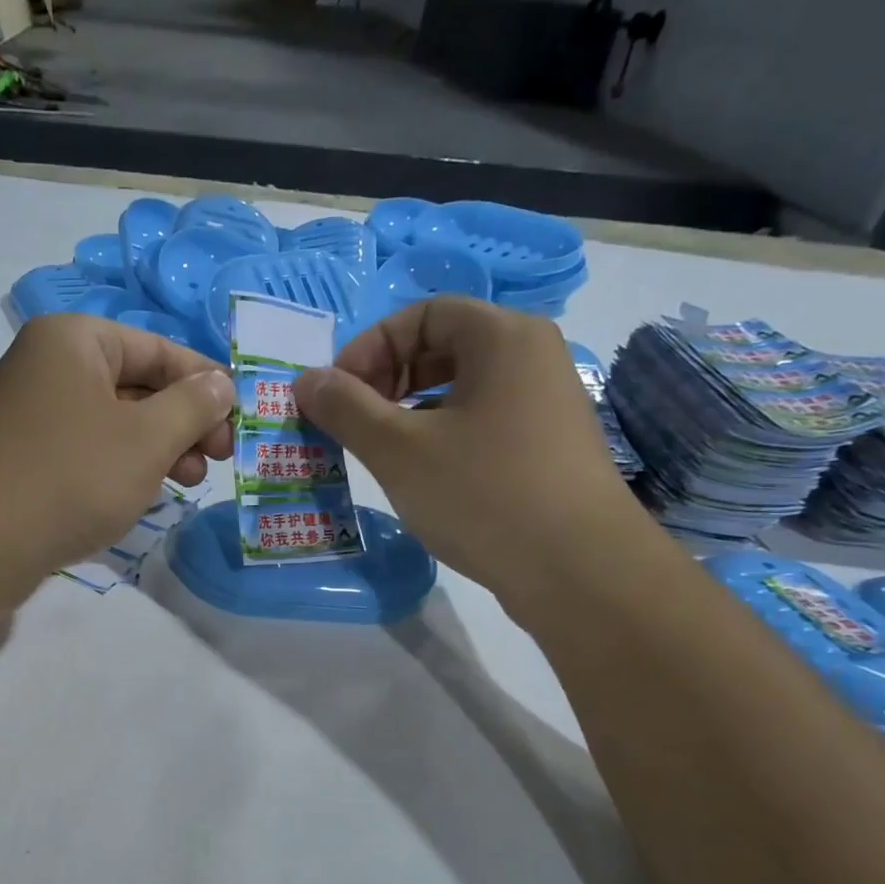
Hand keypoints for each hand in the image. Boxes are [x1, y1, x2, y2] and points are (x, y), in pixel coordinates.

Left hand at [0, 314, 234, 600]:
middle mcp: (49, 368)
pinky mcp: (24, 460)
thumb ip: (192, 407)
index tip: (240, 420)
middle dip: (183, 422)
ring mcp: (32, 416)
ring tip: (188, 482)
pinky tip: (142, 494)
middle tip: (218, 460)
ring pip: (113, 423)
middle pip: (136, 385)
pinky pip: (87, 452)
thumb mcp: (146, 439)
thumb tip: (221, 383)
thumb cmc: (69, 476)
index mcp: (75, 341)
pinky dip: (121, 468)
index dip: (206, 382)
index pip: (159, 349)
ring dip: (158, 449)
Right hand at [292, 297, 645, 611]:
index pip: (422, 314)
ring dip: (411, 410)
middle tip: (354, 422)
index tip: (338, 394)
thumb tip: (306, 380)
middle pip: (444, 345)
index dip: (369, 348)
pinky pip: (484, 419)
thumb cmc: (482, 493)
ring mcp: (547, 403)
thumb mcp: (398, 450)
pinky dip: (443, 434)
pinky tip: (425, 475)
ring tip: (382, 451)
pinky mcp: (549, 446)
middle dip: (387, 378)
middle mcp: (532, 356)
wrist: (578, 569)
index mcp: (502, 337)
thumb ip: (346, 409)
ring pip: (462, 387)